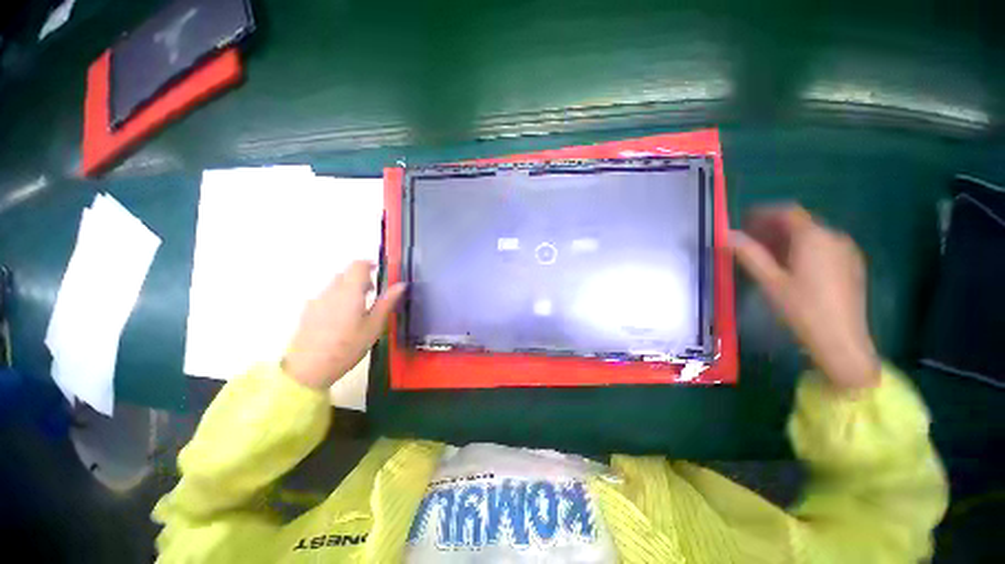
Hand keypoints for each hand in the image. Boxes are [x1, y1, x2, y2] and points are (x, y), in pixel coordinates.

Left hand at [283, 261, 405, 390]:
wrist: (308, 369)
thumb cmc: (348, 347)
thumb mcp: (374, 326)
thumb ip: (387, 302)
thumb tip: (401, 284)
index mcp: (349, 291)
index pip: (358, 265)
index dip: (370, 264)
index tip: (380, 272)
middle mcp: (331, 291)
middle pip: (345, 273)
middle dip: (361, 278)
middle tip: (373, 292)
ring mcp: (316, 301)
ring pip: (335, 285)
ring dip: (349, 288)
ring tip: (359, 308)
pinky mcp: (308, 311)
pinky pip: (326, 296)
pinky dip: (338, 298)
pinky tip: (342, 319)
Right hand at [731, 205, 880, 391]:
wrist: (841, 340)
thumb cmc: (801, 308)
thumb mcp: (769, 281)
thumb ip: (748, 254)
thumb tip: (726, 235)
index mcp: (814, 237)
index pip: (787, 212)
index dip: (764, 213)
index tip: (744, 221)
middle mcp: (834, 237)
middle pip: (801, 222)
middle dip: (774, 226)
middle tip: (751, 240)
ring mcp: (847, 251)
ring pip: (813, 234)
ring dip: (788, 238)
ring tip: (768, 254)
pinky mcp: (853, 265)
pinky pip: (825, 246)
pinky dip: (805, 248)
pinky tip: (793, 266)